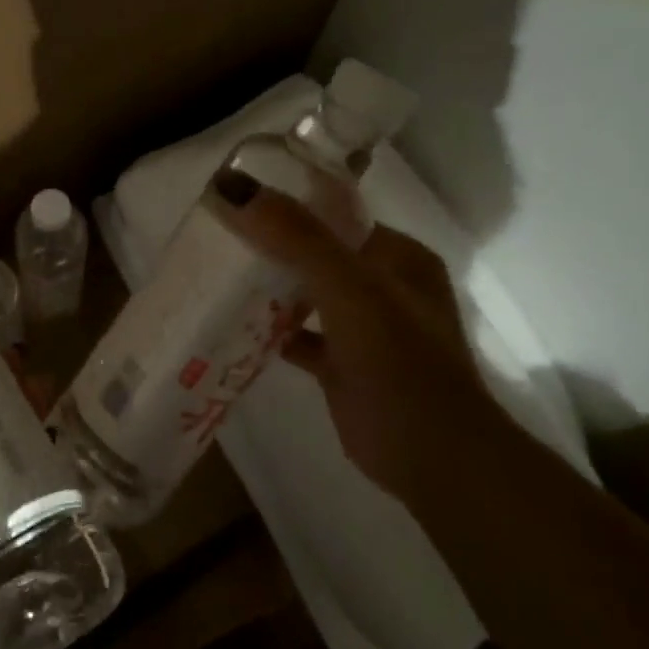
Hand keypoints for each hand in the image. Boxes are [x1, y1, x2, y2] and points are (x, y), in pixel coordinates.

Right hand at [209, 175, 504, 497]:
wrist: (435, 461)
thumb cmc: (400, 365)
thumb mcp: (351, 291)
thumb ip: (298, 238)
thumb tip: (235, 186)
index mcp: (396, 256)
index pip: (335, 213)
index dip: (287, 202)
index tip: (235, 198)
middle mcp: (382, 285)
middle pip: (315, 251)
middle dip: (269, 244)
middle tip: (214, 235)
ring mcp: (363, 326)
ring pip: (306, 292)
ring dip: (267, 284)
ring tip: (213, 270)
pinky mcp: (343, 363)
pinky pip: (298, 334)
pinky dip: (270, 328)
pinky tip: (231, 322)